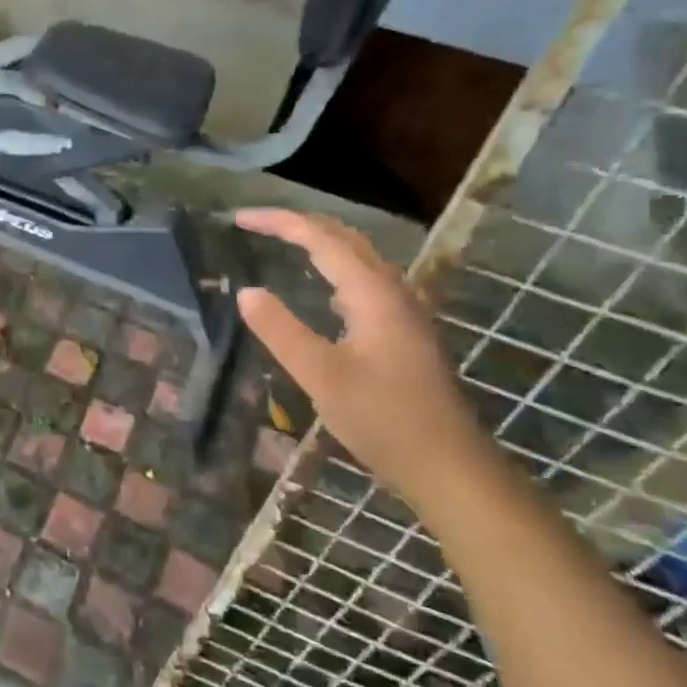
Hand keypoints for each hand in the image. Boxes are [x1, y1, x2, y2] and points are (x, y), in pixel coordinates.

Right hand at [235, 209, 490, 502]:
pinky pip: (362, 281)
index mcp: (373, 294)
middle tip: (254, 225)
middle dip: (298, 224)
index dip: (278, 222)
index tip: (237, 219)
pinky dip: (332, 269)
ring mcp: (402, 312)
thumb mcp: (320, 376)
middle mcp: (392, 291)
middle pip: (344, 239)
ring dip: (317, 243)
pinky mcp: (402, 332)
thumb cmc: (384, 420)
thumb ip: (280, 331)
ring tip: (281, 243)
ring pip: (357, 259)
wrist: (449, 467)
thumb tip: (246, 291)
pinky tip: (321, 291)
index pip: (320, 238)